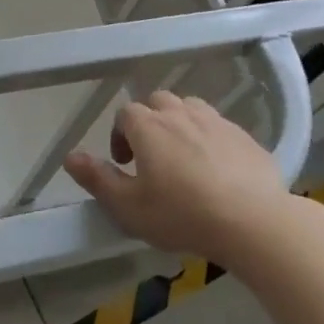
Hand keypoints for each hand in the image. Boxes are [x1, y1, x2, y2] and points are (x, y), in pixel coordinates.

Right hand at [63, 92, 288, 262]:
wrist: (253, 221)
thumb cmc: (183, 215)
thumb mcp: (130, 207)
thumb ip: (98, 179)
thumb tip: (69, 156)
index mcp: (149, 126)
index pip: (125, 114)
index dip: (120, 135)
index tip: (124, 163)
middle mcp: (181, 113)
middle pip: (158, 102)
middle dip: (150, 123)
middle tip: (152, 158)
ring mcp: (216, 121)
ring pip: (191, 109)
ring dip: (181, 125)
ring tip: (184, 158)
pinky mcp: (245, 136)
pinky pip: (220, 128)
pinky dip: (212, 140)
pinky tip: (218, 170)